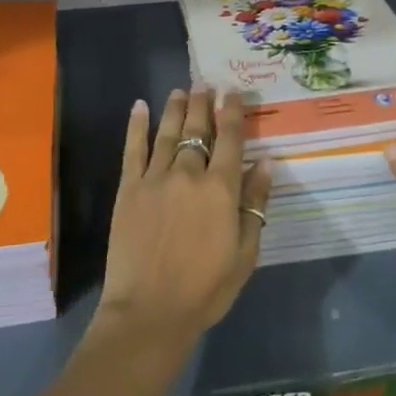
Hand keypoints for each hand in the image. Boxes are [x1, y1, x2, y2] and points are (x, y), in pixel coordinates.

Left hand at [98, 86, 274, 345]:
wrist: (149, 313)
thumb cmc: (205, 289)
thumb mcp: (244, 253)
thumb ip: (255, 205)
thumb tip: (266, 163)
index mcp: (220, 189)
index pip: (230, 139)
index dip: (233, 112)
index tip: (234, 92)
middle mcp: (188, 173)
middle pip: (197, 129)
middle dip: (203, 103)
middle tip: (205, 82)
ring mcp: (155, 178)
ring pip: (168, 133)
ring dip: (175, 108)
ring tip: (181, 89)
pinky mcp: (129, 189)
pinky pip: (132, 150)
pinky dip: (136, 126)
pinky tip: (140, 106)